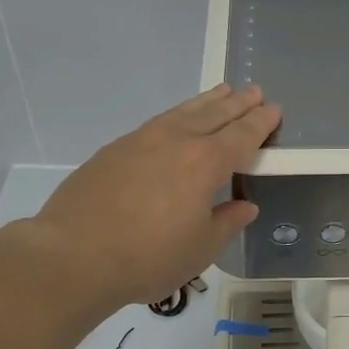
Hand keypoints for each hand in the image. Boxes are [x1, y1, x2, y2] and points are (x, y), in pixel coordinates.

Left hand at [21, 85, 280, 311]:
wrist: (74, 255)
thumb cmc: (148, 257)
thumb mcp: (200, 249)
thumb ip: (227, 222)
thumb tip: (244, 206)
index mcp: (205, 163)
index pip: (242, 135)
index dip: (260, 123)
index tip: (274, 110)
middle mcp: (176, 141)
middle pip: (214, 114)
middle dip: (238, 103)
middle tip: (255, 92)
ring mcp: (141, 141)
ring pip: (183, 112)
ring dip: (206, 101)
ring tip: (221, 92)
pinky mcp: (114, 150)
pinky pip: (157, 122)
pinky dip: (176, 115)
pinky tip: (176, 120)